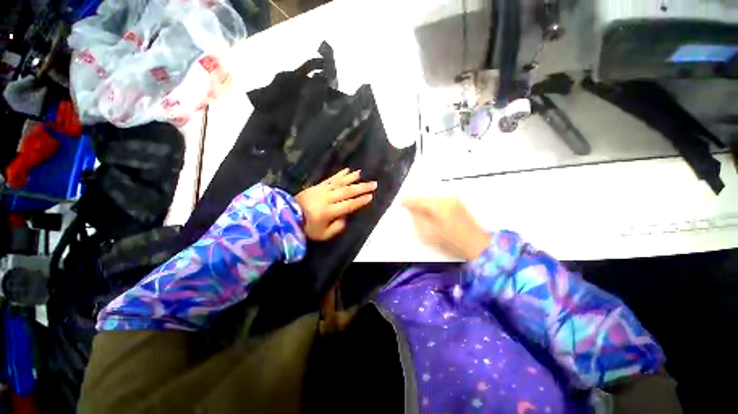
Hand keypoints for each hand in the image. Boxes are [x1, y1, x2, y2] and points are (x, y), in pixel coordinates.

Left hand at [296, 169, 376, 240]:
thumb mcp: (323, 234)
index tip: (371, 196)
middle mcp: (327, 198)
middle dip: (361, 187)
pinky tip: (347, 170)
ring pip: (339, 183)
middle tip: (373, 184)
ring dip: (352, 178)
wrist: (286, 217)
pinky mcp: (317, 186)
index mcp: (329, 211)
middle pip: (347, 191)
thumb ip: (337, 227)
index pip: (348, 205)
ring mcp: (321, 190)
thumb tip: (345, 217)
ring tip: (361, 174)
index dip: (360, 201)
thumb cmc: (306, 228)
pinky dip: (339, 174)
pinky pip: (330, 179)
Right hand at [403, 198, 490, 259]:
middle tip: (410, 209)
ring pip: (433, 199)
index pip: (419, 200)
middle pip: (426, 197)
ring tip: (419, 211)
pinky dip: (433, 205)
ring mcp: (454, 200)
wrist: (477, 244)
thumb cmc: (453, 241)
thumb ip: (418, 219)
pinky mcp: (458, 203)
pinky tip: (431, 212)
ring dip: (425, 204)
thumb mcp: (431, 233)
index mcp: (439, 206)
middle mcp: (446, 199)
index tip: (401, 203)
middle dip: (417, 202)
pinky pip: (440, 201)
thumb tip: (412, 210)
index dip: (409, 201)